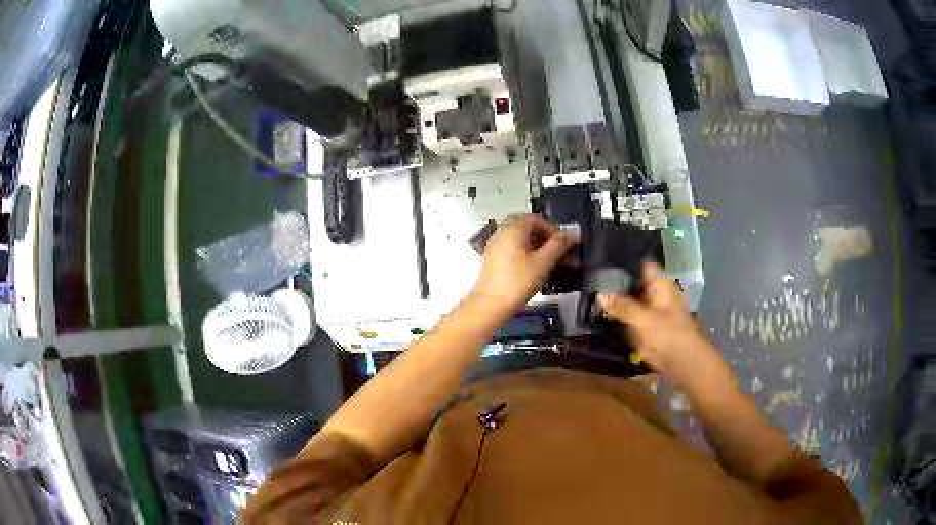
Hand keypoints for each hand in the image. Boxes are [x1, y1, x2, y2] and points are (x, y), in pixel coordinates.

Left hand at [471, 215, 577, 317]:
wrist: (490, 304)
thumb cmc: (516, 283)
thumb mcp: (542, 263)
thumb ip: (558, 245)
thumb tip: (572, 233)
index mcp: (513, 229)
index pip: (537, 219)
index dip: (553, 229)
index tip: (563, 243)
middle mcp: (501, 232)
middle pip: (526, 226)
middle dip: (543, 236)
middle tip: (555, 250)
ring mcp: (494, 245)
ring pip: (518, 237)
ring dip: (534, 244)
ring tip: (546, 260)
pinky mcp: (492, 258)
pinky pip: (510, 247)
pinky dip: (523, 251)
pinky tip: (531, 267)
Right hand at [598, 262, 723, 388]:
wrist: (681, 362)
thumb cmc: (668, 334)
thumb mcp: (642, 318)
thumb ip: (621, 306)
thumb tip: (599, 295)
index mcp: (661, 286)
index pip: (643, 265)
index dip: (626, 259)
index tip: (604, 257)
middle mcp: (656, 295)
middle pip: (635, 283)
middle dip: (617, 281)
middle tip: (592, 277)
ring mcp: (652, 312)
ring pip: (631, 301)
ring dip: (616, 300)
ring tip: (591, 293)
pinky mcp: (647, 328)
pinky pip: (629, 318)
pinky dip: (618, 316)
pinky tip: (601, 313)